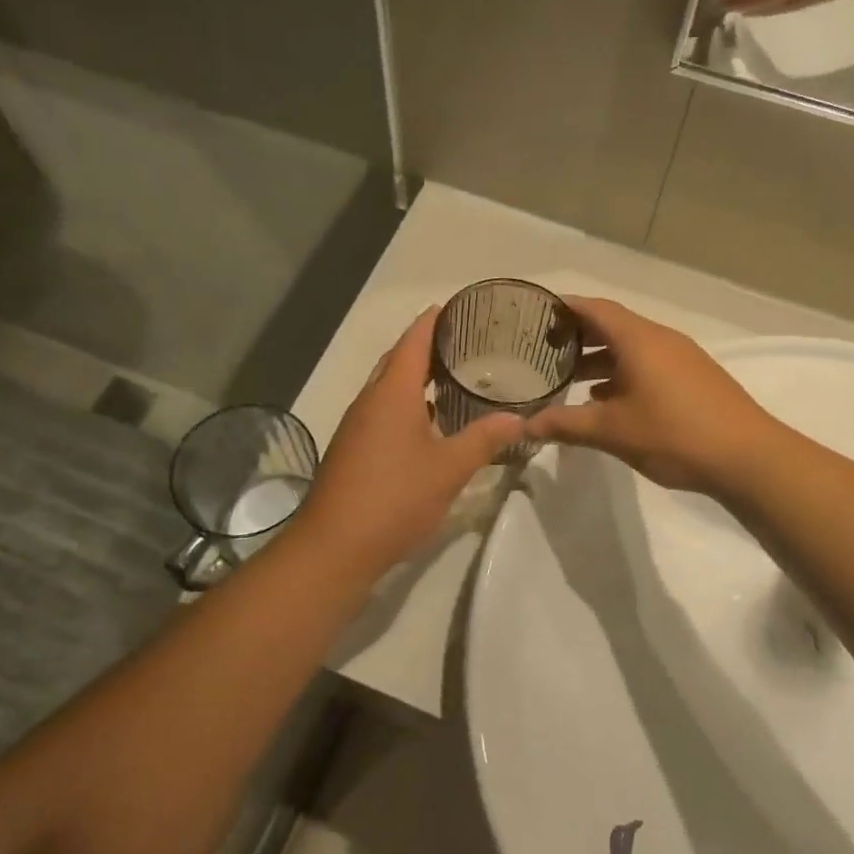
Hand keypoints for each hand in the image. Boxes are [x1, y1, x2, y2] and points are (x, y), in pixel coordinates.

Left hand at [296, 308, 524, 573]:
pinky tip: (428, 423)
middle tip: (463, 341)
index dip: (433, 321)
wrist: (335, 546)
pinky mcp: (352, 450)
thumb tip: (518, 418)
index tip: (455, 306)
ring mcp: (356, 426)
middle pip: (397, 361)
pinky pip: (381, 412)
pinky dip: (406, 405)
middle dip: (425, 346)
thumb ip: (484, 440)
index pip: (413, 342)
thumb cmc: (395, 499)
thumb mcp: (449, 469)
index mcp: (392, 394)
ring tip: (452, 377)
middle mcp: (369, 401)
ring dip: (415, 378)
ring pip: (387, 389)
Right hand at [525, 297, 779, 495]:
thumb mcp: (611, 431)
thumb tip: (525, 425)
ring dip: (600, 359)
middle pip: (612, 326)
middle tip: (543, 350)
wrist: (748, 458)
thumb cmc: (674, 435)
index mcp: (639, 340)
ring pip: (631, 348)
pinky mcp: (694, 378)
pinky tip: (607, 401)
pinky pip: (649, 365)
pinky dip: (623, 374)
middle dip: (578, 336)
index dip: (564, 308)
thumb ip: (565, 424)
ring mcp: (682, 358)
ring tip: (569, 379)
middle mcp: (661, 339)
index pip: (595, 309)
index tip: (535, 314)